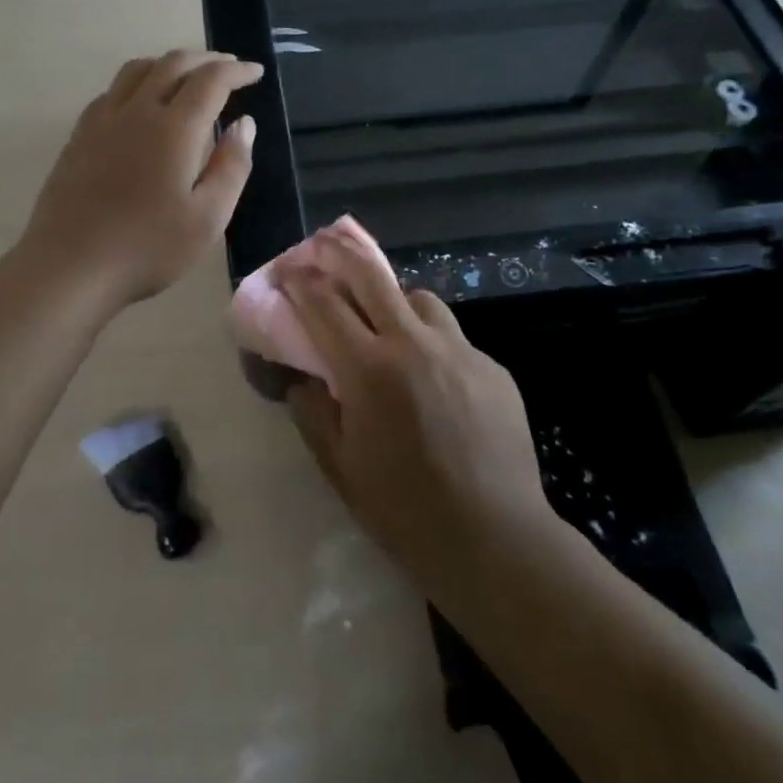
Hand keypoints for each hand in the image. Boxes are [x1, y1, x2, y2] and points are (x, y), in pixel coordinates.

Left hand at [19, 50, 261, 312]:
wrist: (70, 266)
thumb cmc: (148, 248)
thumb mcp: (208, 218)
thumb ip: (232, 166)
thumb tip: (244, 124)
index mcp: (174, 128)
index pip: (211, 80)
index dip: (237, 70)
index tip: (256, 71)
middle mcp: (137, 111)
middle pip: (173, 64)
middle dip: (206, 60)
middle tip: (229, 68)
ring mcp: (102, 120)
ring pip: (138, 70)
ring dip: (169, 64)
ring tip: (188, 77)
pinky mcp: (79, 135)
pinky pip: (113, 90)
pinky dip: (138, 82)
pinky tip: (142, 104)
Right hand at [280, 224, 552, 593]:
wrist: (495, 538)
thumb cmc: (404, 509)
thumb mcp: (340, 466)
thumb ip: (313, 412)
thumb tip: (304, 379)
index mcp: (369, 369)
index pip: (324, 304)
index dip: (301, 282)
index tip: (287, 271)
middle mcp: (413, 345)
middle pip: (372, 276)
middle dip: (341, 253)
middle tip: (324, 244)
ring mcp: (459, 351)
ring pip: (419, 299)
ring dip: (393, 298)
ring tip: (386, 320)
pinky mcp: (492, 367)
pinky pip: (453, 338)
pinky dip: (431, 342)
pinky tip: (433, 377)